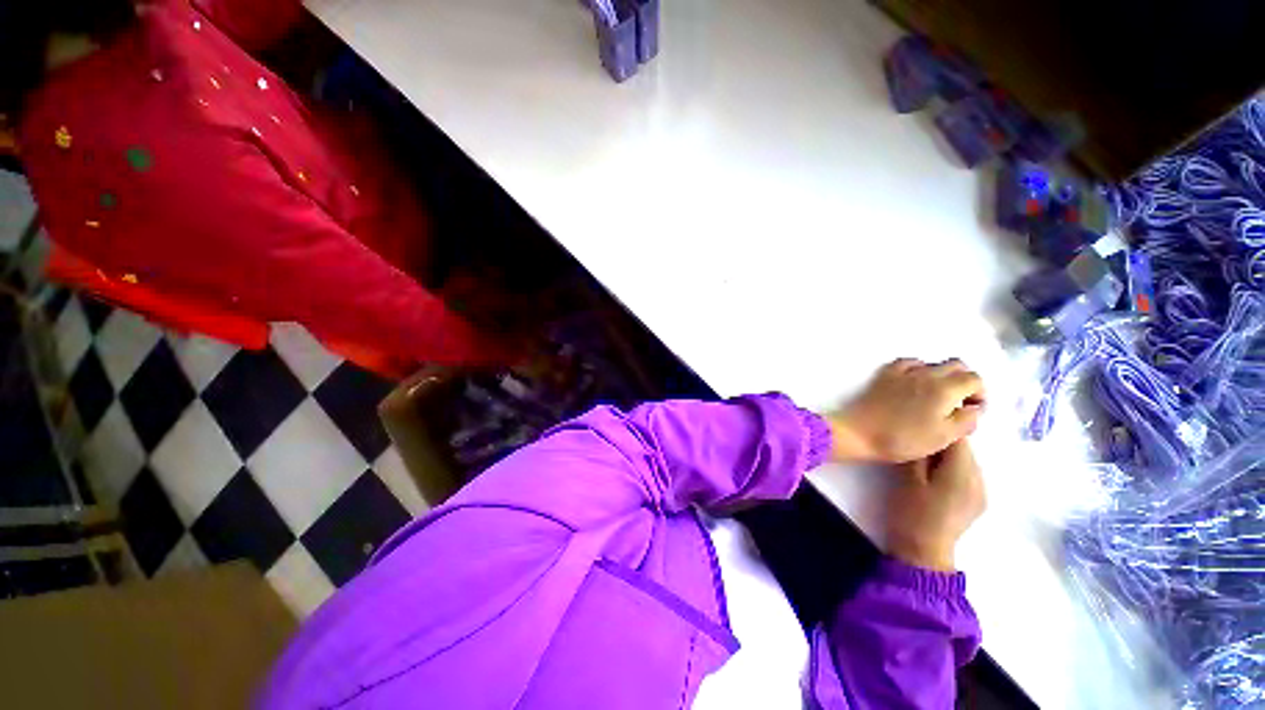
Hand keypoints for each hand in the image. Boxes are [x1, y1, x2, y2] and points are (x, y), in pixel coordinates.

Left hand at [827, 358, 984, 462]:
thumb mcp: (945, 437)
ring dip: (941, 376)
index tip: (970, 410)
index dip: (979, 394)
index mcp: (945, 388)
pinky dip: (917, 370)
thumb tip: (973, 408)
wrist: (860, 432)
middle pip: (956, 366)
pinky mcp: (885, 375)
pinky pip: (908, 363)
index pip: (974, 379)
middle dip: (964, 381)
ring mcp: (903, 372)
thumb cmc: (904, 439)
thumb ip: (967, 420)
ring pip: (933, 363)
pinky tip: (914, 385)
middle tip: (957, 403)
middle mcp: (926, 374)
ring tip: (935, 397)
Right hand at [885, 440, 984, 571]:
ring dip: (947, 456)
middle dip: (943, 443)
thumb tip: (926, 433)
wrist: (923, 551)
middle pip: (965, 450)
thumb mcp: (909, 478)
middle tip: (916, 443)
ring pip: (966, 462)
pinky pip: (967, 475)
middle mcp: (980, 480)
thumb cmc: (912, 512)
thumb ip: (921, 453)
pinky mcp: (977, 502)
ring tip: (924, 460)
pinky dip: (953, 469)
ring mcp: (981, 493)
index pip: (958, 439)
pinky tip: (934, 477)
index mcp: (963, 473)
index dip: (940, 428)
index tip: (920, 426)